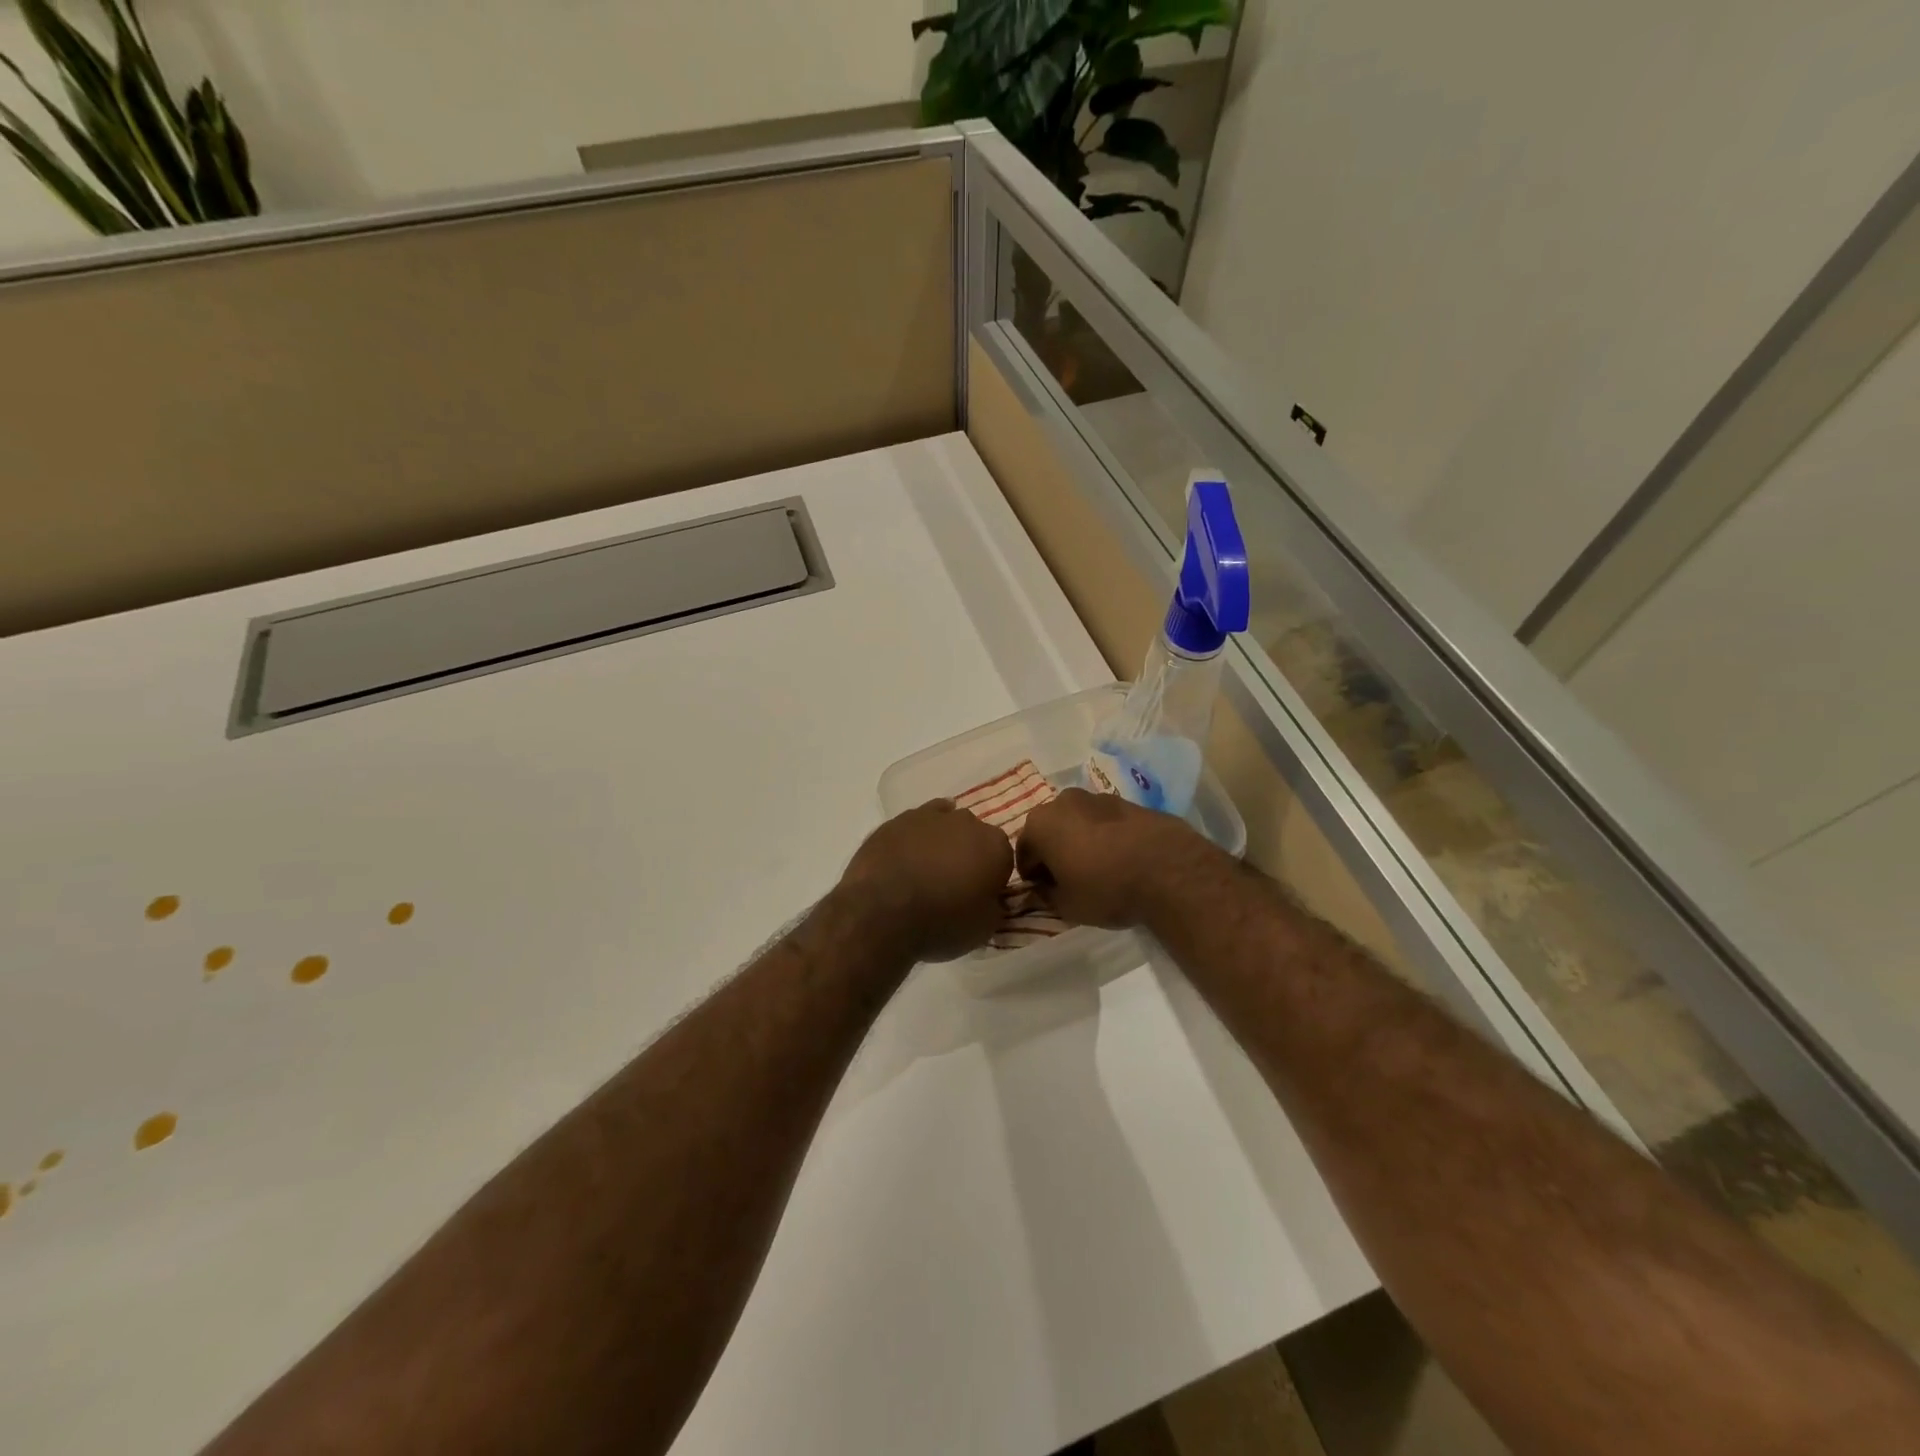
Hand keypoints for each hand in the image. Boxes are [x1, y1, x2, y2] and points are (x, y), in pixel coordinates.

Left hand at [836, 799, 1013, 962]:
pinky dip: (915, 838)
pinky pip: (914, 825)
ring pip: (944, 824)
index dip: (993, 878)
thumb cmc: (941, 923)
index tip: (981, 896)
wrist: (882, 912)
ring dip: (942, 842)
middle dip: (969, 854)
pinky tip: (908, 854)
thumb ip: (994, 906)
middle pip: (975, 836)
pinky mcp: (896, 820)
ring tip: (928, 870)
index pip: (1004, 858)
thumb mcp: (984, 928)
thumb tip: (991, 898)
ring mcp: (929, 816)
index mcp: (995, 846)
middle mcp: (967, 822)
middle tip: (954, 884)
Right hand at [1016, 788, 1220, 928]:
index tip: (1044, 892)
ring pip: (1078, 822)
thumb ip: (1046, 895)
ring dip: (1080, 840)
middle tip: (1069, 879)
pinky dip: (1105, 836)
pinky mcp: (1128, 802)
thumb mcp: (1067, 906)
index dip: (1032, 875)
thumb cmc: (1106, 889)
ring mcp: (1098, 797)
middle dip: (1054, 851)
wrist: (1170, 871)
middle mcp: (1063, 801)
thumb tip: (1041, 889)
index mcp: (1040, 823)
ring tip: (1098, 869)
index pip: (1023, 852)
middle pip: (1050, 830)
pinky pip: (1105, 821)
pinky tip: (1120, 859)